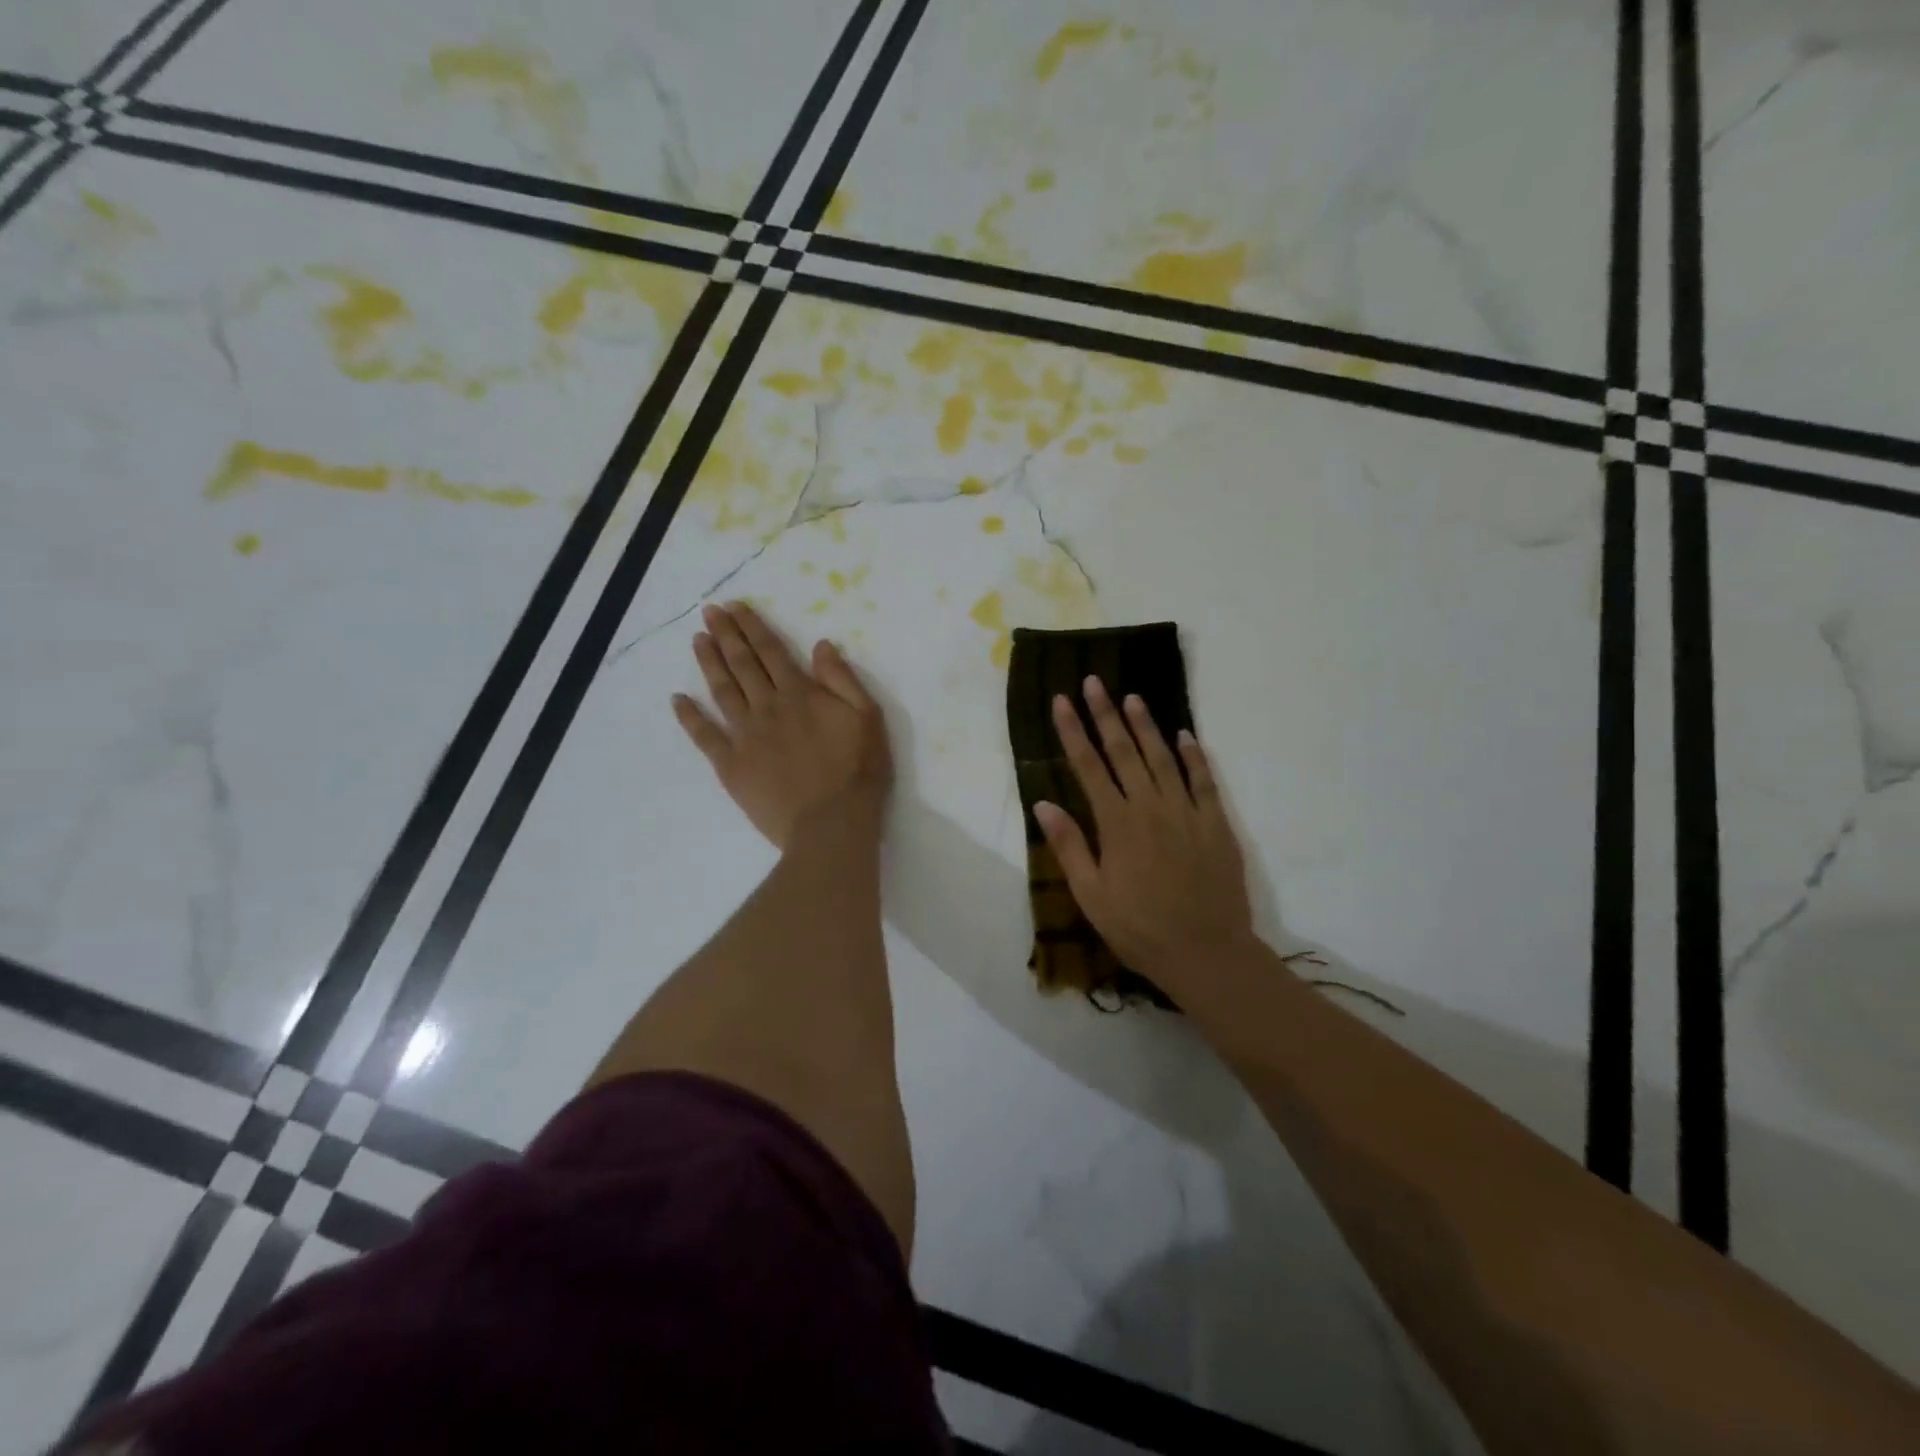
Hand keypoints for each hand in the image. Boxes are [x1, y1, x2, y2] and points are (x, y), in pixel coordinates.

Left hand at [673, 602, 891, 848]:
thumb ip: (842, 680)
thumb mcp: (867, 718)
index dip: (752, 627)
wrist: (831, 824)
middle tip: (709, 612)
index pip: (770, 652)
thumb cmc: (857, 771)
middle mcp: (767, 708)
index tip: (735, 607)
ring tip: (697, 640)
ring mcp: (745, 736)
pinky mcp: (731, 766)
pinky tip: (677, 700)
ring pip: (722, 691)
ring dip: (709, 663)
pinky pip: (704, 736)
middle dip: (725, 635)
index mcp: (800, 694)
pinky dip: (689, 717)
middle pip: (742, 665)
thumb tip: (820, 645)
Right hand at [1034, 677, 1256, 985]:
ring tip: (1132, 697)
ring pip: (1163, 757)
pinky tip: (1185, 735)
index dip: (1073, 731)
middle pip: (1124, 751)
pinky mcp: (1216, 823)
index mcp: (1116, 823)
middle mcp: (1150, 807)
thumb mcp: (1092, 896)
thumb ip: (1069, 846)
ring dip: (1146, 725)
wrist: (1206, 952)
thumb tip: (1043, 804)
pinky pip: (1204, 780)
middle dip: (1106, 714)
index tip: (1062, 701)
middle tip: (1094, 682)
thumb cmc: (1139, 928)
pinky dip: (1194, 755)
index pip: (1088, 766)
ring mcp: (1187, 811)